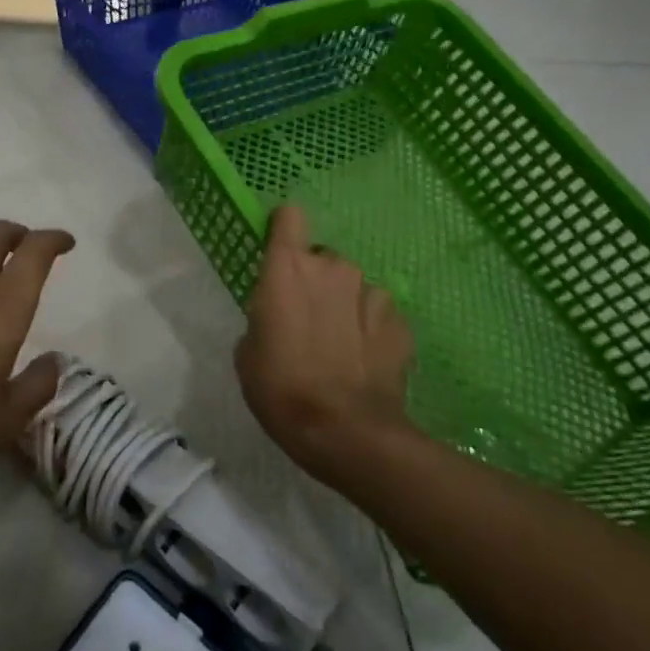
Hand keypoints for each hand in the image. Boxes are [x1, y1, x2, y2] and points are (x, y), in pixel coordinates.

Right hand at [235, 204, 415, 483]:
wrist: (347, 433)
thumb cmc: (282, 390)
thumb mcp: (249, 354)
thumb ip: (264, 318)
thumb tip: (278, 318)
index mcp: (288, 270)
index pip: (289, 217)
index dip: (284, 230)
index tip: (279, 252)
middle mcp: (332, 268)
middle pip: (321, 258)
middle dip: (314, 281)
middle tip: (306, 321)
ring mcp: (372, 293)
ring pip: (352, 286)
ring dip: (344, 305)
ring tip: (339, 348)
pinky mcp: (400, 322)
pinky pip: (378, 313)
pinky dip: (370, 330)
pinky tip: (363, 362)